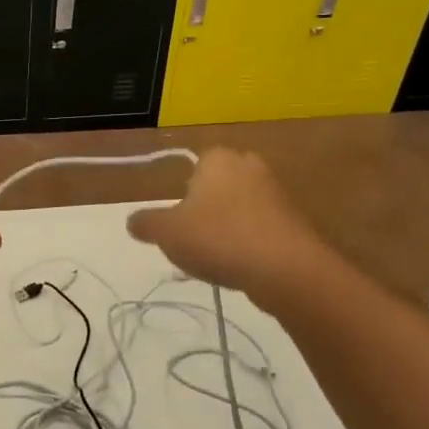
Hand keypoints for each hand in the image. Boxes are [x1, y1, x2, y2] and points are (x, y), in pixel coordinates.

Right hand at [126, 149, 326, 292]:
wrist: (287, 269)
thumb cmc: (218, 238)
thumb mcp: (166, 232)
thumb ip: (146, 223)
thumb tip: (133, 221)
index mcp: (218, 158)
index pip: (193, 166)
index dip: (182, 194)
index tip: (177, 220)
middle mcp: (249, 166)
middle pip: (217, 187)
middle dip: (206, 209)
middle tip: (193, 238)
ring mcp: (276, 193)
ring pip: (240, 208)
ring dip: (227, 228)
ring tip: (216, 258)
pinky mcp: (295, 220)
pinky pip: (261, 227)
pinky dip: (249, 243)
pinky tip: (241, 266)